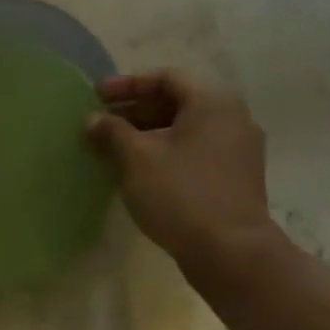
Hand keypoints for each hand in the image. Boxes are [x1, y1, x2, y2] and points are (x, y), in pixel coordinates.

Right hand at [87, 70, 282, 283]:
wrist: (231, 252)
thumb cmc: (181, 193)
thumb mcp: (137, 158)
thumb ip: (111, 131)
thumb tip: (93, 120)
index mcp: (212, 102)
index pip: (165, 77)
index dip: (127, 84)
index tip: (96, 96)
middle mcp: (232, 118)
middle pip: (176, 101)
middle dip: (134, 110)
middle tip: (101, 122)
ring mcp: (237, 150)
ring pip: (184, 129)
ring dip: (147, 132)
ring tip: (113, 148)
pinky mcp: (235, 177)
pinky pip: (194, 151)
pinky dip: (165, 151)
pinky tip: (138, 170)